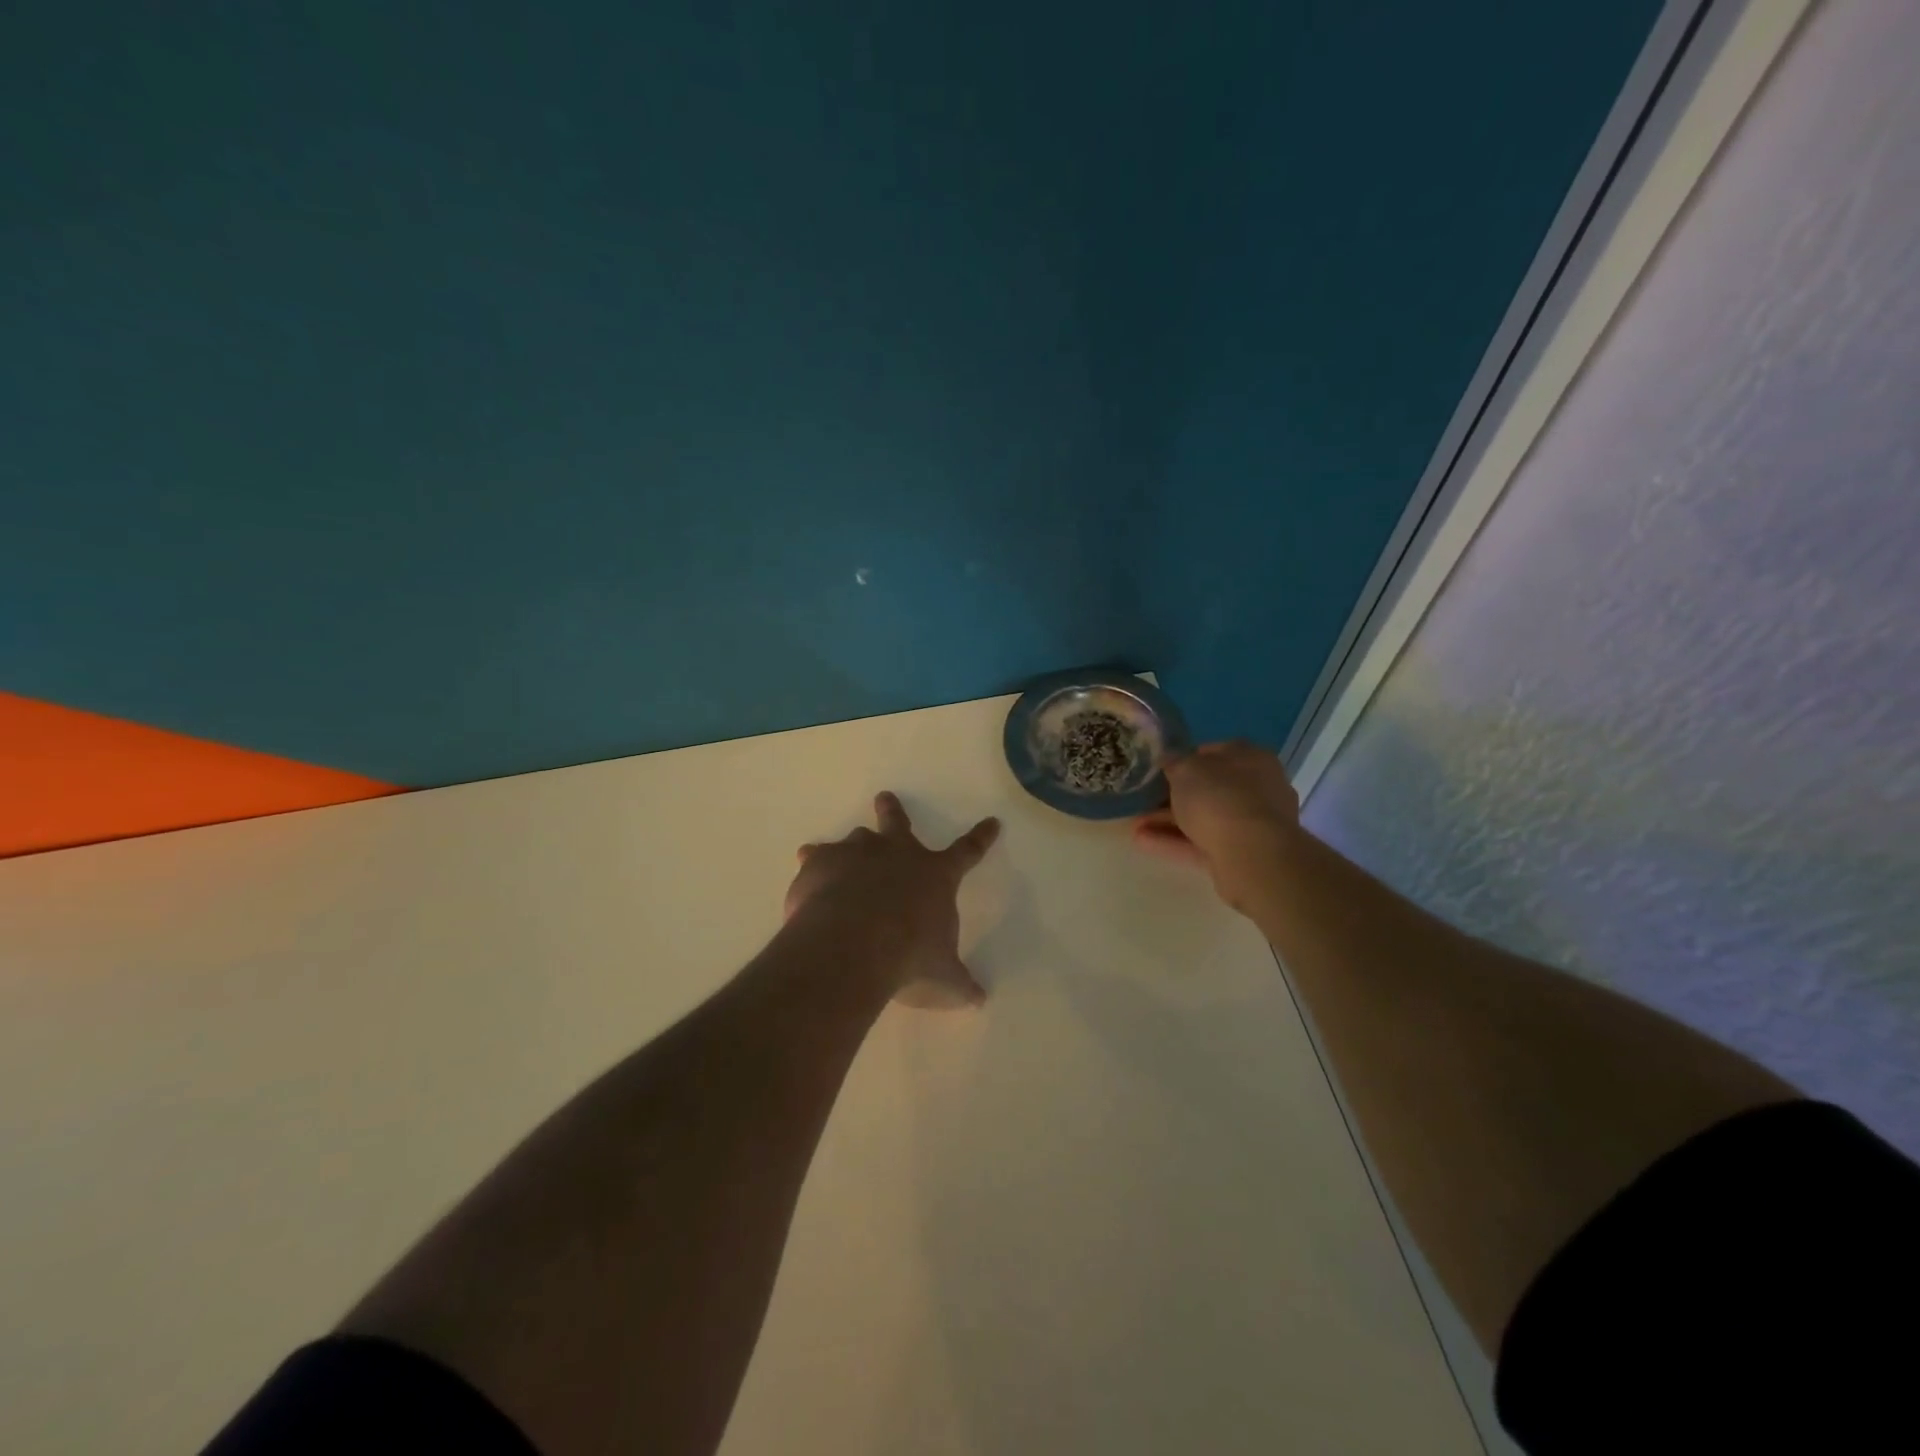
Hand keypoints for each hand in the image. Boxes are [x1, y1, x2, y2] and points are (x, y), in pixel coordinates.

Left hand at [786, 792, 1001, 1008]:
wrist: (854, 946)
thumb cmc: (909, 959)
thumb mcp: (942, 978)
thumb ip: (959, 984)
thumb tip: (979, 999)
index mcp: (935, 875)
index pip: (968, 852)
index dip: (981, 838)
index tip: (992, 822)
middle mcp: (897, 855)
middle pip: (898, 823)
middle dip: (893, 811)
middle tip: (885, 797)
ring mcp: (857, 854)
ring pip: (855, 838)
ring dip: (850, 846)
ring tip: (835, 854)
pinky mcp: (822, 863)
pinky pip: (817, 857)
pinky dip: (814, 862)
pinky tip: (806, 869)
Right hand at [1133, 741, 1301, 910]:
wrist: (1253, 854)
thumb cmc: (1220, 798)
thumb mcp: (1186, 769)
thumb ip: (1174, 762)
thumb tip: (1169, 760)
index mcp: (1251, 758)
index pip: (1215, 752)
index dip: (1185, 759)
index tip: (1160, 769)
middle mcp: (1257, 788)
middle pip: (1209, 789)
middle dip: (1174, 795)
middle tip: (1144, 799)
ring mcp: (1252, 824)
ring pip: (1204, 818)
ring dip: (1169, 821)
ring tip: (1134, 824)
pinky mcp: (1242, 854)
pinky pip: (1203, 843)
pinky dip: (1175, 842)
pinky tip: (1143, 842)